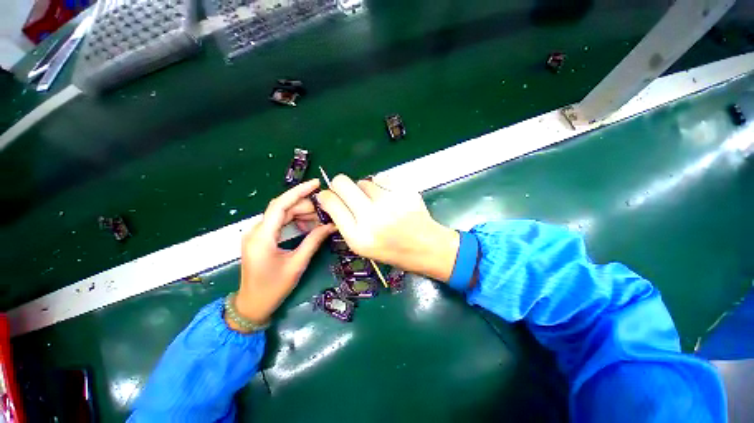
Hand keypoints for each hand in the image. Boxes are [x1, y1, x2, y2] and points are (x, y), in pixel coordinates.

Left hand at [231, 180, 335, 328]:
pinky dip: (295, 221)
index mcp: (262, 237)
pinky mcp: (261, 237)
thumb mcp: (297, 264)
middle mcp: (256, 230)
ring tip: (321, 219)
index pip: (280, 205)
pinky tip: (309, 226)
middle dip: (306, 206)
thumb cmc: (273, 288)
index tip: (316, 184)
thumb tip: (331, 225)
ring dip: (302, 214)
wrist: (252, 305)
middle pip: (283, 208)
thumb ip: (313, 241)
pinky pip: (280, 223)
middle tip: (326, 210)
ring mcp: (257, 233)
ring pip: (282, 214)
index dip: (299, 191)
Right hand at [316, 174, 458, 280]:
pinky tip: (390, 198)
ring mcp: (390, 202)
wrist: (427, 247)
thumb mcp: (363, 247)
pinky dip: (381, 186)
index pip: (331, 202)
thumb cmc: (393, 251)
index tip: (329, 196)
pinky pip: (382, 178)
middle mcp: (372, 217)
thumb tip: (332, 200)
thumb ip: (346, 223)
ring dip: (365, 190)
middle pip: (342, 182)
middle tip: (348, 193)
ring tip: (377, 203)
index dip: (326, 196)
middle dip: (339, 185)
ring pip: (364, 181)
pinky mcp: (404, 191)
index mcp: (358, 237)